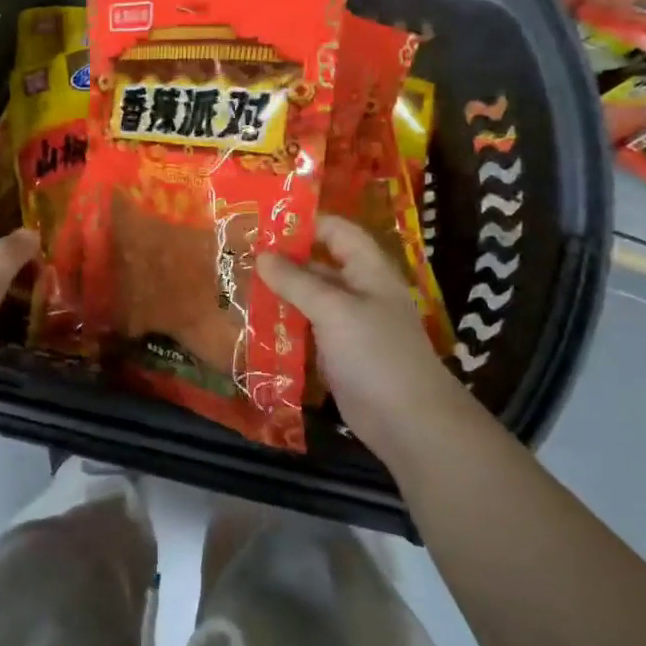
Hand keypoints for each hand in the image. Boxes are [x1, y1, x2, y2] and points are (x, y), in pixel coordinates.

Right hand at [259, 216, 479, 466]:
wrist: (408, 422)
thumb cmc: (374, 352)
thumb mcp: (333, 309)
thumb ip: (296, 281)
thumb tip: (261, 255)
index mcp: (368, 269)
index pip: (337, 231)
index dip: (305, 223)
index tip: (264, 223)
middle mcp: (359, 291)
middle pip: (319, 265)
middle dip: (283, 260)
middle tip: (239, 256)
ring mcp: (348, 324)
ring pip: (309, 299)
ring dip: (279, 294)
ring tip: (237, 287)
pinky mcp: (338, 354)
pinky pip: (307, 330)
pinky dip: (283, 325)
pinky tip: (253, 324)